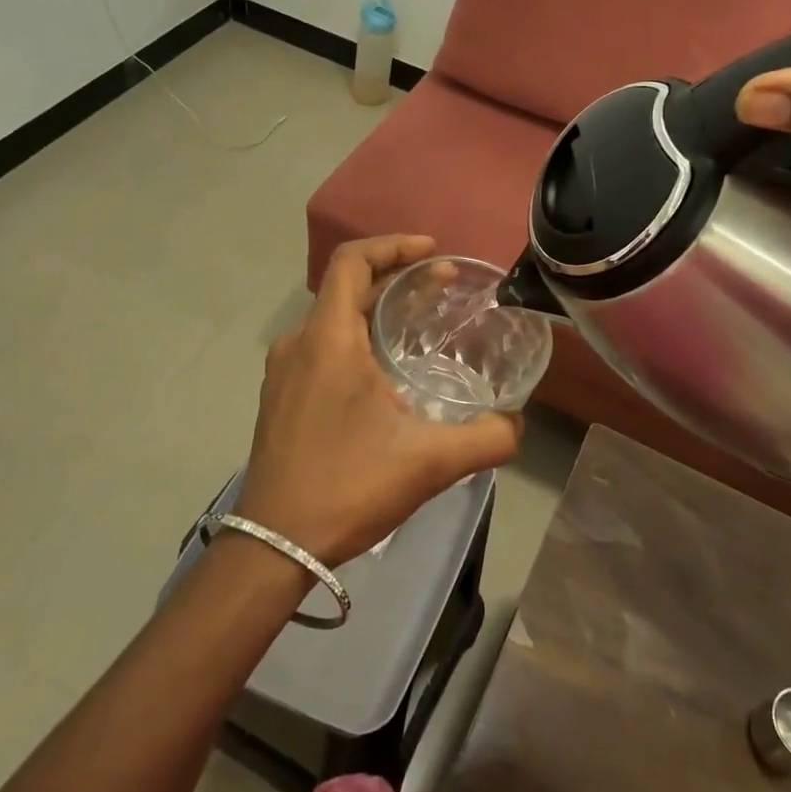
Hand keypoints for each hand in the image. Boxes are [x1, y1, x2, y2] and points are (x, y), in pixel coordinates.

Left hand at [234, 235, 521, 566]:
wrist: (273, 546)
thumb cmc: (347, 488)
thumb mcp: (429, 462)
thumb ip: (486, 439)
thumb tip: (517, 424)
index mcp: (328, 341)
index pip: (352, 262)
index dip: (393, 245)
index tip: (433, 252)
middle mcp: (299, 344)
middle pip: (346, 286)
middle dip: (396, 277)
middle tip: (443, 286)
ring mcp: (284, 372)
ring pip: (333, 318)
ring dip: (376, 309)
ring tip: (420, 323)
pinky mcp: (281, 397)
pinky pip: (322, 347)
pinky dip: (357, 338)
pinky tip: (386, 371)